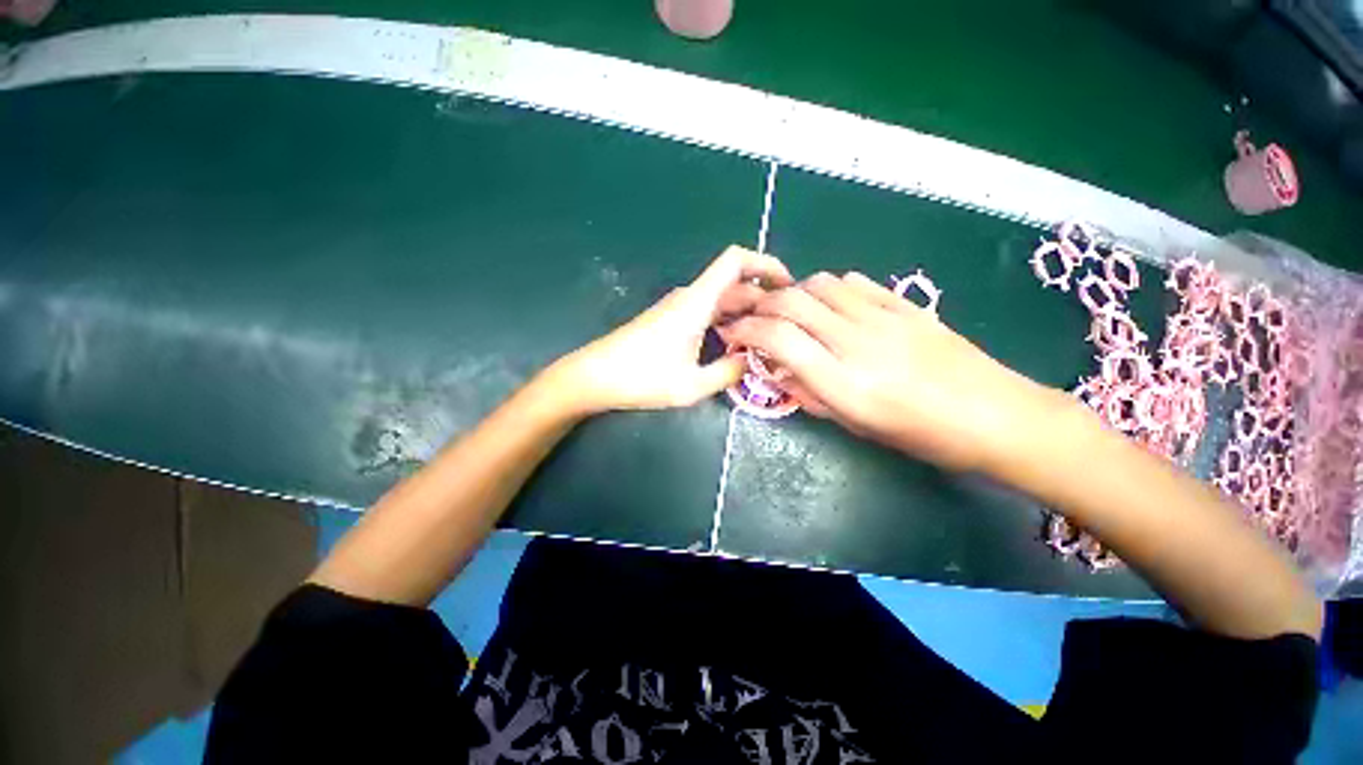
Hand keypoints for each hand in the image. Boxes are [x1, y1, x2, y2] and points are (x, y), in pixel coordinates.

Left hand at [549, 245, 793, 413]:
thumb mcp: (691, 385)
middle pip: (735, 285)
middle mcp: (690, 298)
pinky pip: (709, 313)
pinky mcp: (671, 321)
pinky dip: (729, 322)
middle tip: (788, 327)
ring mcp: (679, 309)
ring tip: (769, 339)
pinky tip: (737, 346)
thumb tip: (752, 361)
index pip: (735, 260)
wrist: (594, 376)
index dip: (765, 262)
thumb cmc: (640, 378)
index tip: (789, 284)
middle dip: (763, 300)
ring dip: (747, 314)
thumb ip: (728, 373)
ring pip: (723, 301)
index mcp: (696, 302)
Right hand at [721, 272, 1062, 470]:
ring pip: (821, 284)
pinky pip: (855, 284)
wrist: (998, 416)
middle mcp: (858, 342)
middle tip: (755, 318)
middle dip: (762, 305)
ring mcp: (884, 318)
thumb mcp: (858, 427)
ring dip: (794, 293)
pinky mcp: (906, 305)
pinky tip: (829, 305)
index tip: (734, 334)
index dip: (747, 331)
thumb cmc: (924, 436)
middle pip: (793, 301)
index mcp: (844, 383)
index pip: (779, 338)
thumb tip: (781, 372)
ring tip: (790, 311)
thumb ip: (813, 395)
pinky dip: (829, 289)